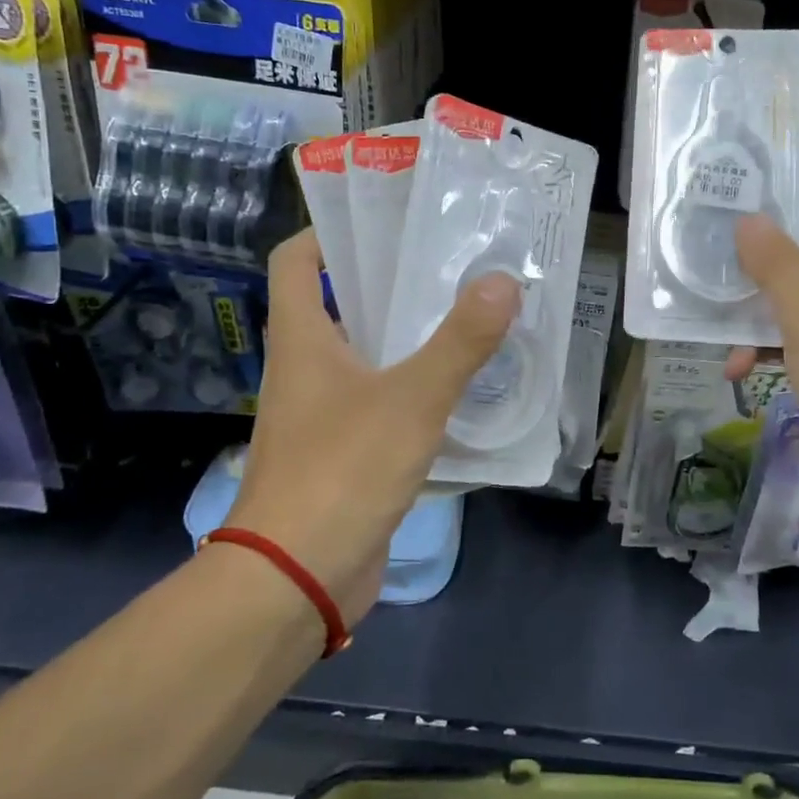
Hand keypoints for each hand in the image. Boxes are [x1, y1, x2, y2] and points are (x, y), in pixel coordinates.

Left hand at [228, 228, 520, 624]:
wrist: (296, 577)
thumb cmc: (342, 470)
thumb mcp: (411, 399)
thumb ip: (460, 342)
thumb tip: (503, 281)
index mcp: (302, 339)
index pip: (296, 261)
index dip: (329, 232)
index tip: (384, 221)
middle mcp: (305, 368)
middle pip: (339, 303)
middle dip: (388, 281)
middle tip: (450, 264)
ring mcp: (322, 414)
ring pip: (365, 356)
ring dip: (407, 336)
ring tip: (466, 316)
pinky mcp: (343, 452)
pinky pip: (380, 402)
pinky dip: (412, 387)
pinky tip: (459, 388)